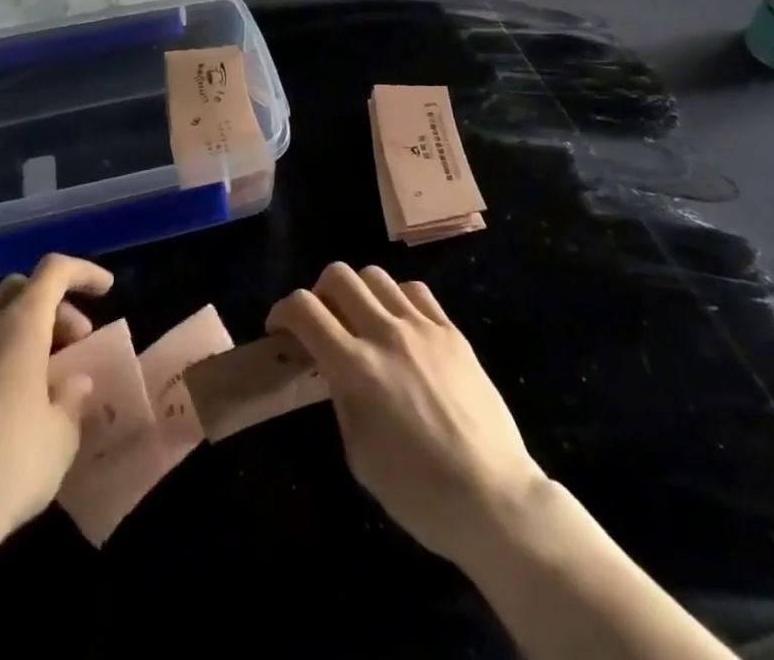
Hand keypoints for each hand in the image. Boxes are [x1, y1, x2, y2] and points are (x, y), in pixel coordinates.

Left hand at [0, 254, 112, 545]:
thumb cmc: (11, 465)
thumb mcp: (62, 435)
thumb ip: (71, 397)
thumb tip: (72, 382)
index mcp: (19, 327)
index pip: (54, 271)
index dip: (83, 272)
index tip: (106, 290)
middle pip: (18, 291)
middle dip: (50, 305)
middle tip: (73, 342)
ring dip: (17, 336)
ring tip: (35, 380)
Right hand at [268, 262, 547, 563]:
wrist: (493, 497)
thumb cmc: (418, 492)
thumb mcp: (358, 454)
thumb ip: (340, 397)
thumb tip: (334, 368)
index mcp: (356, 368)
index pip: (304, 310)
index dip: (282, 311)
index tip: (280, 329)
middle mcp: (386, 333)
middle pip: (338, 276)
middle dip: (318, 293)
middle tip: (321, 322)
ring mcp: (422, 326)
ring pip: (375, 275)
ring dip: (357, 292)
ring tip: (361, 320)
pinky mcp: (451, 330)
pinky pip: (415, 290)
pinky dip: (396, 298)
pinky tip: (400, 324)